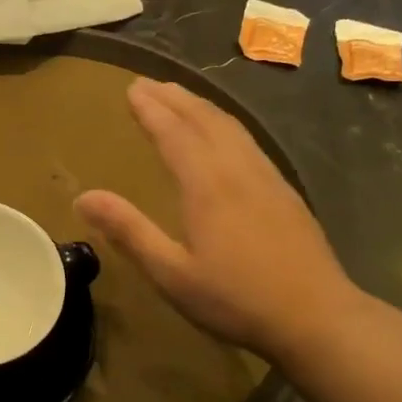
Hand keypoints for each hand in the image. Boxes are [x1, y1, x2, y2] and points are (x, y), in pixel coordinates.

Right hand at [75, 78, 357, 359]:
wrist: (317, 317)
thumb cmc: (236, 299)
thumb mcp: (171, 273)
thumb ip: (129, 231)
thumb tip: (83, 197)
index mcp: (207, 186)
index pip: (175, 134)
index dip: (151, 110)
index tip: (131, 89)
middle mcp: (238, 171)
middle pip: (205, 121)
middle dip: (174, 99)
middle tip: (148, 84)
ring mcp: (267, 178)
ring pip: (231, 128)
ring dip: (201, 107)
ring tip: (180, 97)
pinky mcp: (284, 192)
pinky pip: (248, 142)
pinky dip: (226, 125)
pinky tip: (224, 135)